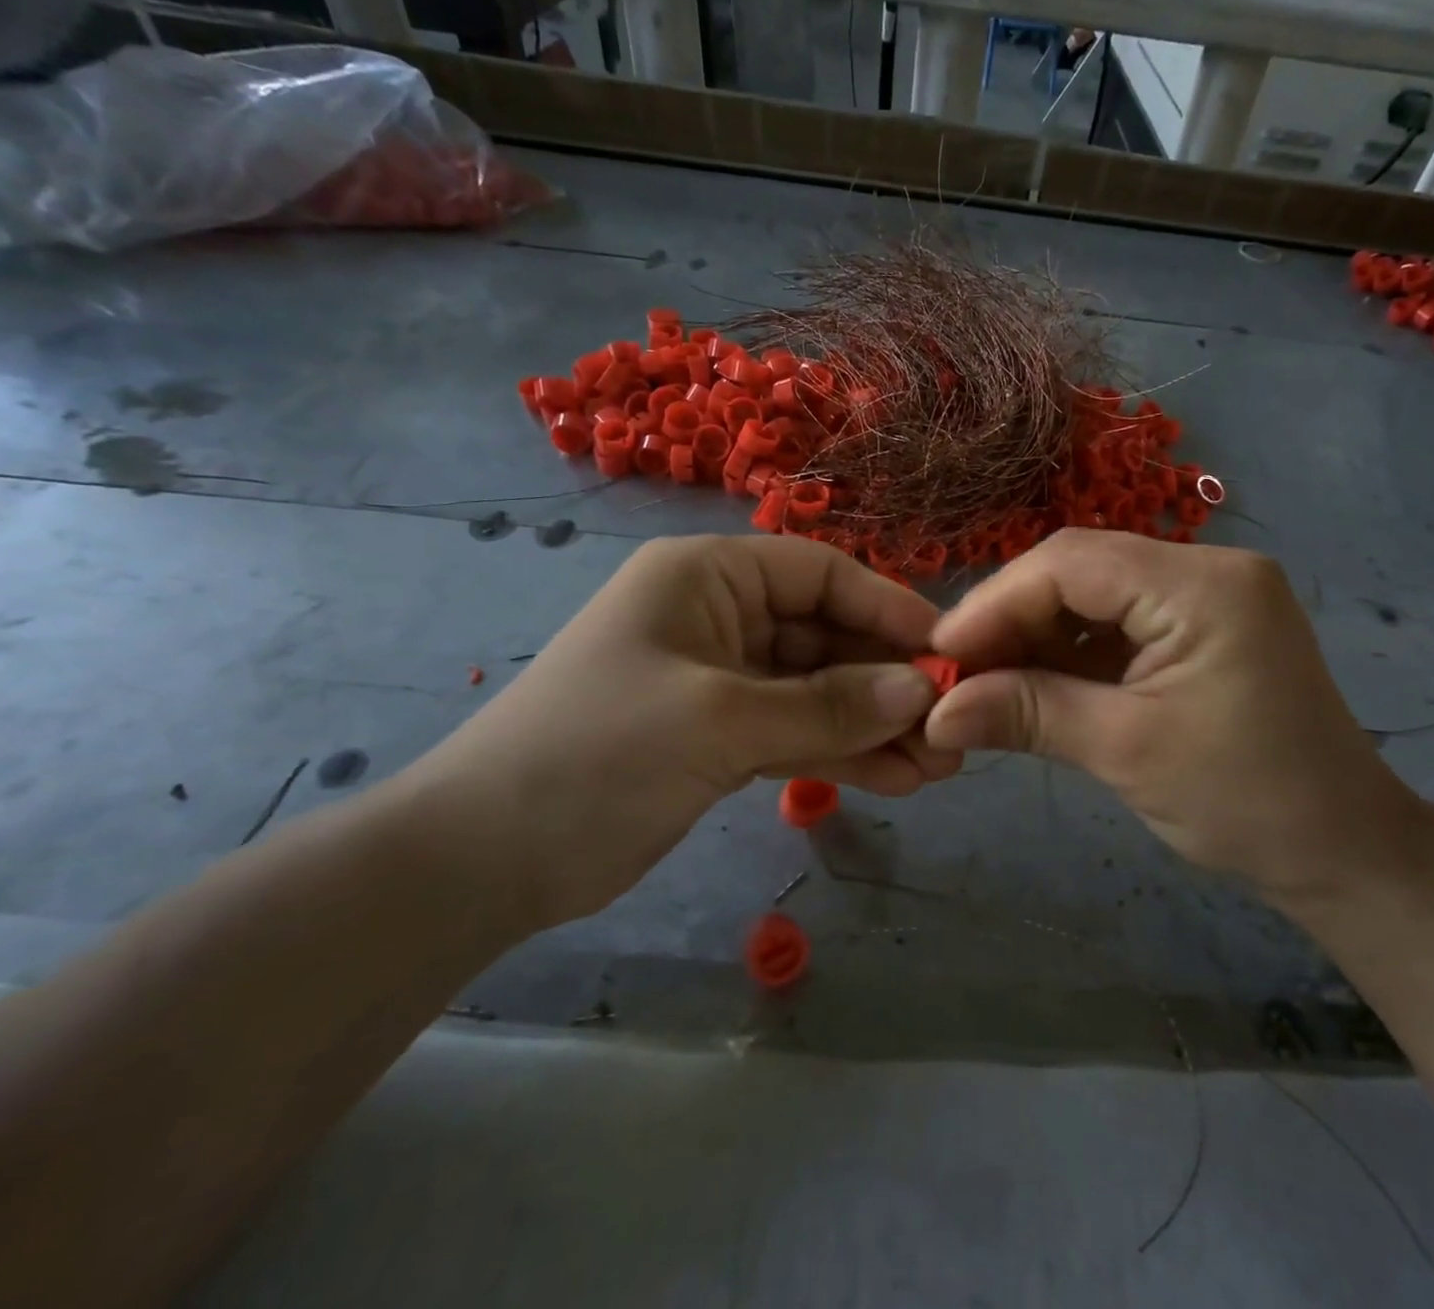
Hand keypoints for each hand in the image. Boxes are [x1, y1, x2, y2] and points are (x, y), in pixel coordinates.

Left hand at [404, 535, 959, 929]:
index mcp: (707, 577)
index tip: (945, 652)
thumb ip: (825, 705)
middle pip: (825, 635)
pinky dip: (840, 752)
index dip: (886, 607)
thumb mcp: (718, 721)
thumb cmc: (597, 754)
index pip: (820, 572)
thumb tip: (918, 691)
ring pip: (817, 691)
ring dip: (872, 725)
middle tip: (950, 727)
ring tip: (937, 767)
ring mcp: (722, 679)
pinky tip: (894, 779)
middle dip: (886, 681)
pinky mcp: (720, 735)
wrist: (483, 860)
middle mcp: (719, 615)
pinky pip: (796, 731)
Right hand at [923, 530, 1426, 910]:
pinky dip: (1068, 649)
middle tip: (956, 673)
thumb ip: (1027, 714)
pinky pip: (1115, 620)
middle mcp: (1206, 568)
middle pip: (1078, 570)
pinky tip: (1033, 681)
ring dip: (1034, 635)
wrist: (1344, 851)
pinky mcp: (1199, 625)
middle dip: (1010, 618)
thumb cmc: (1245, 802)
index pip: (1071, 563)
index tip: (941, 655)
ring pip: (1090, 593)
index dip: (995, 602)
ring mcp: (1205, 594)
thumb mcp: (1125, 751)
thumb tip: (934, 712)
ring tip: (985, 681)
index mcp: (1202, 585)